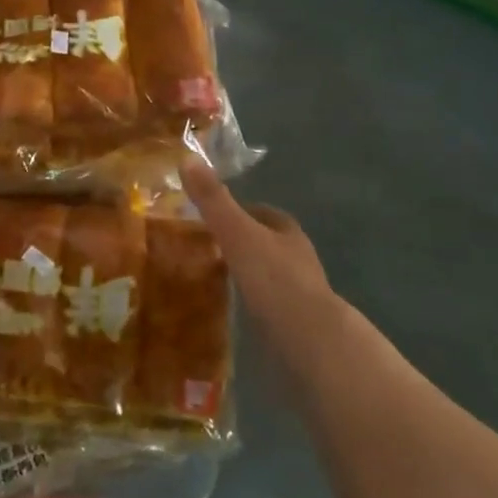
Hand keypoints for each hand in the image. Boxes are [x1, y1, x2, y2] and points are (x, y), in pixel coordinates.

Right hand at [182, 161, 335, 340]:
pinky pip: (263, 303)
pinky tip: (227, 307)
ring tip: (207, 276)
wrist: (310, 340)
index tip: (207, 215)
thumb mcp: (238, 233)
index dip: (235, 210)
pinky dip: (246, 300)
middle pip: (262, 241)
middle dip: (236, 241)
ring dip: (241, 272)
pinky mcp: (293, 322)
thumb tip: (187, 158)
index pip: (260, 211)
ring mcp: (297, 292)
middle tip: (200, 245)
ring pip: (263, 273)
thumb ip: (214, 200)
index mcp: (287, 231)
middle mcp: (296, 257)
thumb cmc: (275, 279)